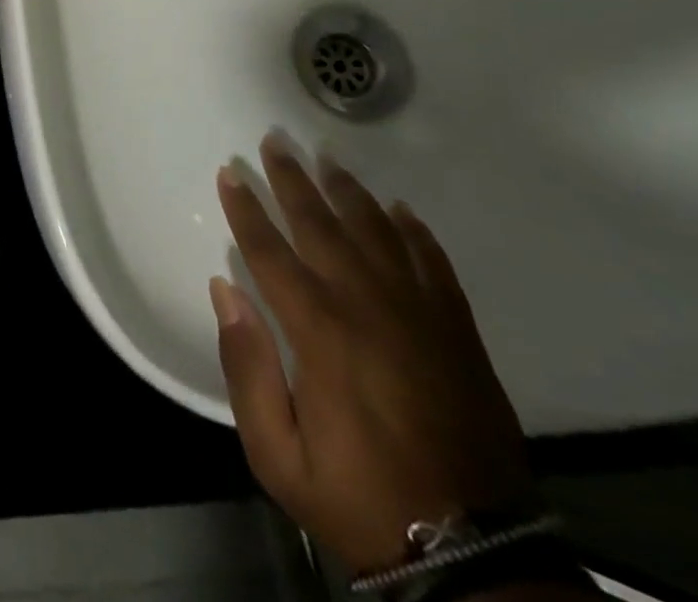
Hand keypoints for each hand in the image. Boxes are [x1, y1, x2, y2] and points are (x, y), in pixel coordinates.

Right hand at [212, 137, 533, 573]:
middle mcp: (369, 308)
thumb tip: (223, 290)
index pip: (271, 253)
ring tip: (328, 159)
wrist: (474, 556)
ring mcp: (420, 316)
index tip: (230, 173)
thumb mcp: (277, 454)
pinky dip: (416, 233)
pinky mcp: (458, 334)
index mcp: (321, 332)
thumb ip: (246, 367)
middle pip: (323, 227)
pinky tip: (399, 210)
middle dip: (294, 181)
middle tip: (276, 141)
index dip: (247, 209)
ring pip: (378, 234)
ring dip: (349, 193)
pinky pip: (434, 265)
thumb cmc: (358, 498)